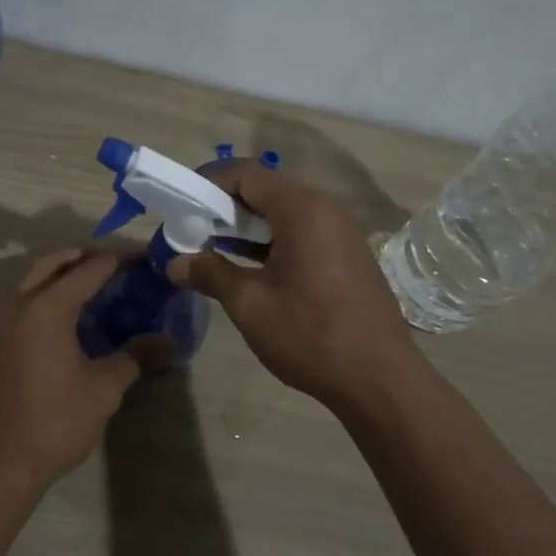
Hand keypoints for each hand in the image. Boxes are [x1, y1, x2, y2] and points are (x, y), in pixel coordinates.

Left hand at [0, 249, 167, 493]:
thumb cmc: (55, 421)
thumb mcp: (104, 389)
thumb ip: (135, 357)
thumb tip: (168, 342)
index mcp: (48, 307)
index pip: (90, 268)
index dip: (120, 259)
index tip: (145, 258)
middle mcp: (19, 304)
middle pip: (53, 262)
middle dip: (84, 256)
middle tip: (116, 263)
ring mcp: (0, 322)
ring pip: (32, 279)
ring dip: (61, 273)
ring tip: (93, 284)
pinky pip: (22, 301)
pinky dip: (46, 294)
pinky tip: (67, 316)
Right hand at [167, 161, 420, 412]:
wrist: (381, 380)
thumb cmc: (311, 335)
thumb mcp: (250, 305)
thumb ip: (210, 274)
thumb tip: (175, 263)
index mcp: (302, 211)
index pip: (246, 174)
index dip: (209, 182)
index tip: (182, 203)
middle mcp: (325, 211)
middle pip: (265, 191)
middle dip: (225, 206)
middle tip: (192, 230)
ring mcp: (341, 234)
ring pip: (283, 214)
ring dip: (247, 227)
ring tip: (212, 249)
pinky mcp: (347, 257)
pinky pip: (301, 234)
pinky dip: (271, 242)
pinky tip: (249, 268)